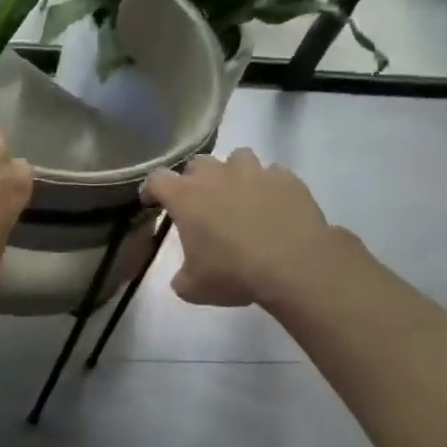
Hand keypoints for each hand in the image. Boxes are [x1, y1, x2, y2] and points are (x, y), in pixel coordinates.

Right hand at [142, 149, 341, 308]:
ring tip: (239, 196)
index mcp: (186, 197)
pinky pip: (272, 174)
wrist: (295, 265)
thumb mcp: (194, 288)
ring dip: (232, 174)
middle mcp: (217, 176)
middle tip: (200, 202)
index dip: (151, 189)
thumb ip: (182, 276)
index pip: (157, 180)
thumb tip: (185, 275)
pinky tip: (272, 205)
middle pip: (197, 164)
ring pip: (237, 158)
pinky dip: (268, 186)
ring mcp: (254, 172)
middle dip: (195, 180)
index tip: (151, 201)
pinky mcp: (286, 179)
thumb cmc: (234, 273)